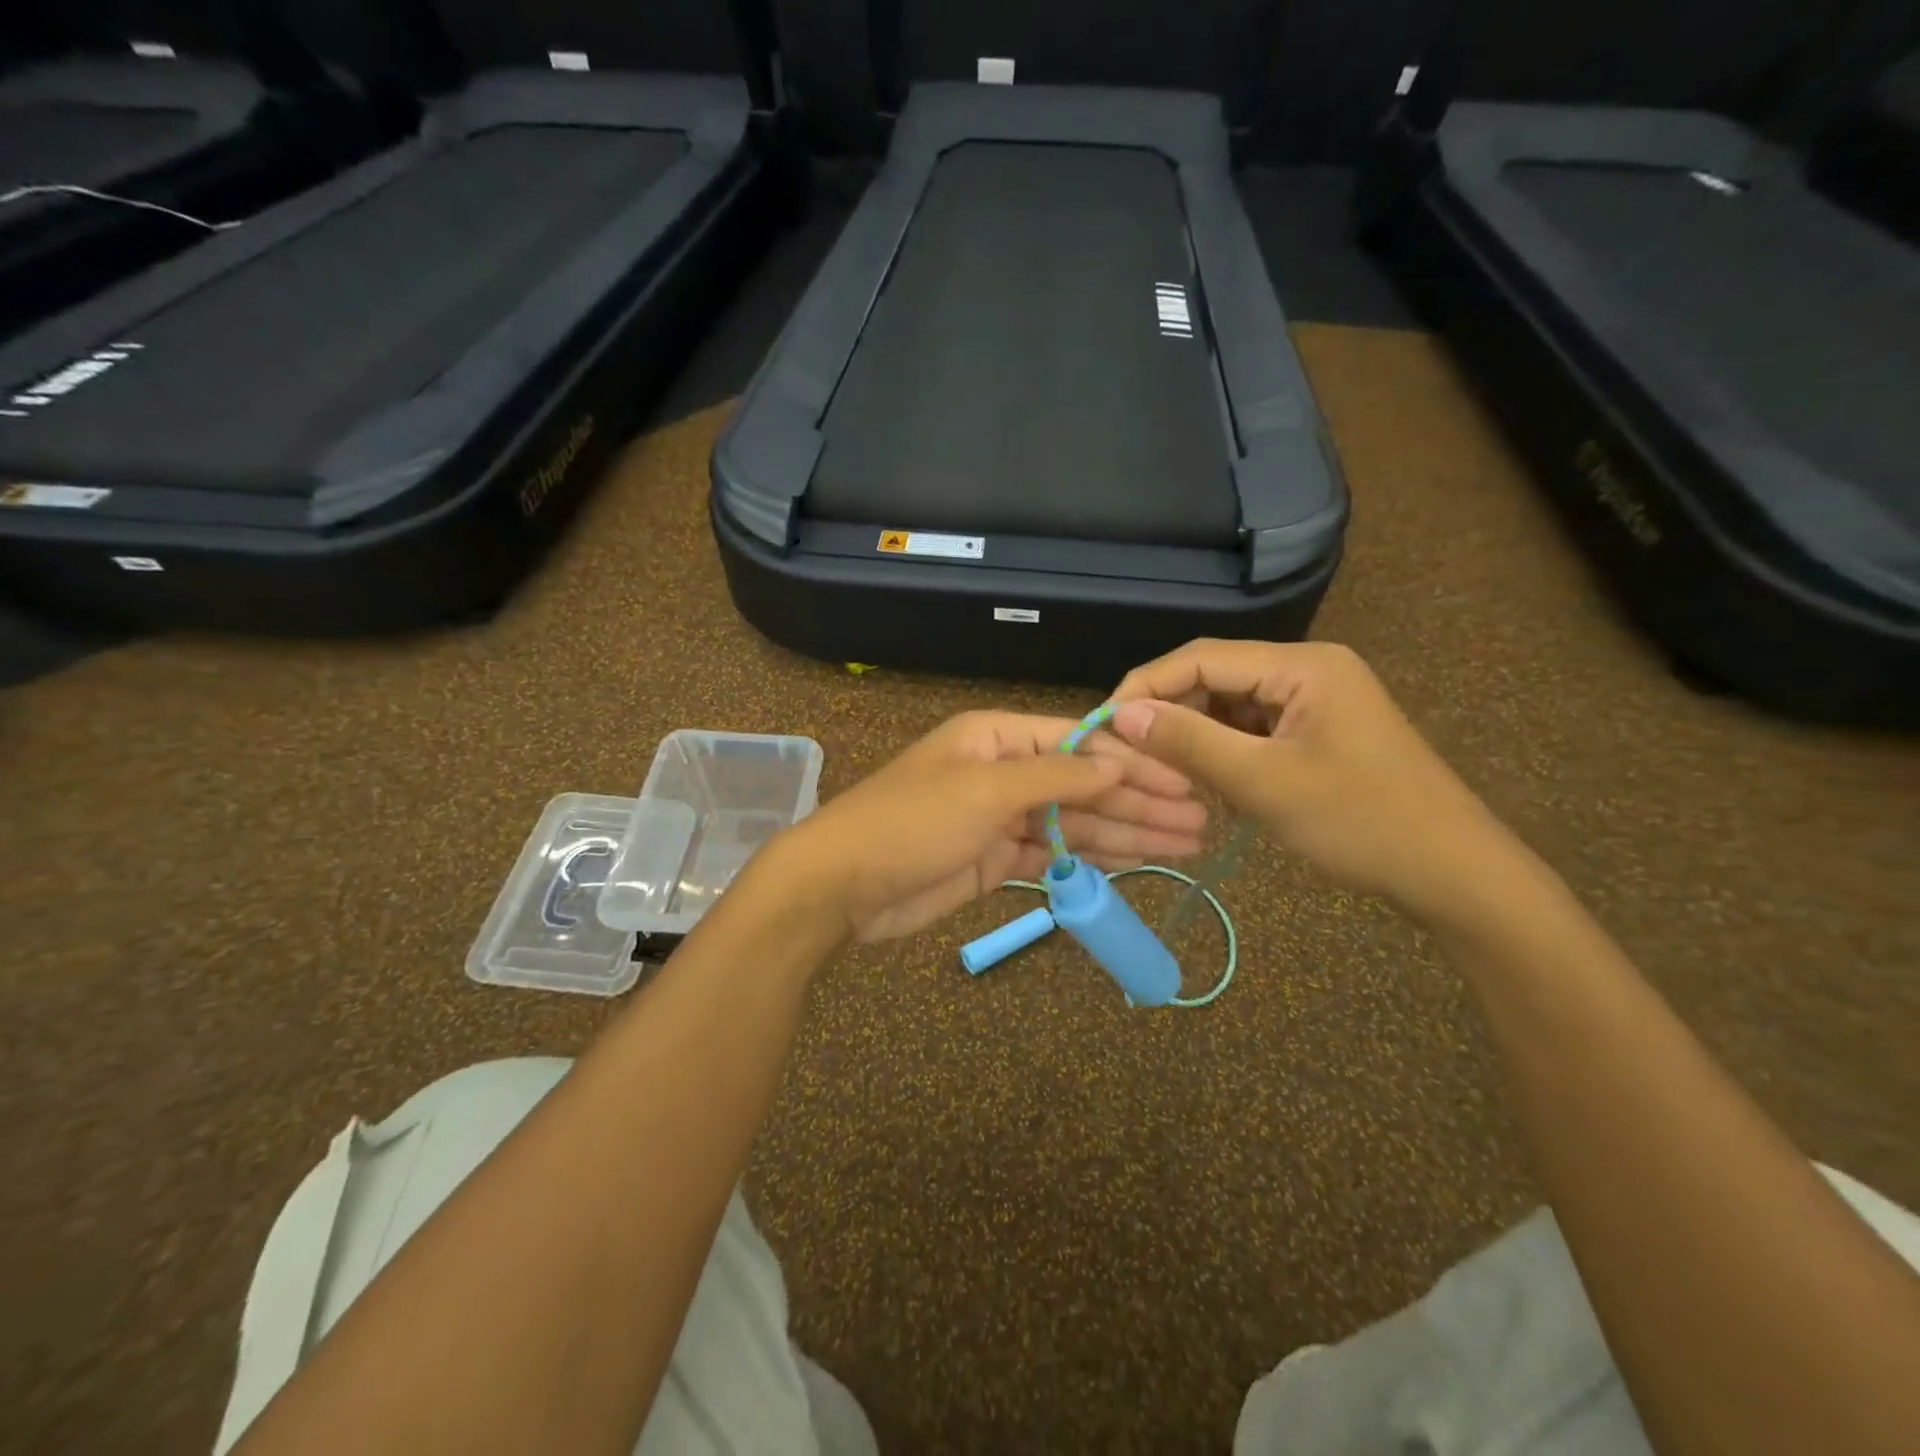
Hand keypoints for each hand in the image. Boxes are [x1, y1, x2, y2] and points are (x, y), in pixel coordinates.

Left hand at [776, 711, 1207, 942]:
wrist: (843, 885)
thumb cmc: (912, 822)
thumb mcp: (985, 789)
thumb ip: (1056, 778)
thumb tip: (1118, 764)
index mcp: (997, 737)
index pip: (1079, 743)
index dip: (1134, 762)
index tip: (1184, 780)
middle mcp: (1003, 771)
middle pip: (1083, 785)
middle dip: (1140, 802)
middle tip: (1200, 822)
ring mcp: (999, 818)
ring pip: (1074, 823)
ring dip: (1127, 833)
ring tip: (1186, 846)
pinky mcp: (995, 860)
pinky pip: (1054, 855)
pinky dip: (1091, 859)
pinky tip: (1135, 863)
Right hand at [1110, 640, 1510, 916]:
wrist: (1453, 873)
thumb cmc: (1361, 822)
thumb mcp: (1264, 782)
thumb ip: (1189, 742)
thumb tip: (1122, 713)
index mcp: (1302, 666)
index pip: (1201, 658)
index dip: (1146, 686)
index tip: (1105, 723)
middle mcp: (1307, 670)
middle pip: (1214, 679)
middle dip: (1170, 714)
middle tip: (1130, 756)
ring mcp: (1314, 701)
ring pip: (1230, 707)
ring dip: (1195, 737)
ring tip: (1165, 774)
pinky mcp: (1316, 732)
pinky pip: (1252, 730)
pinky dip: (1223, 753)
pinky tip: (1207, 783)